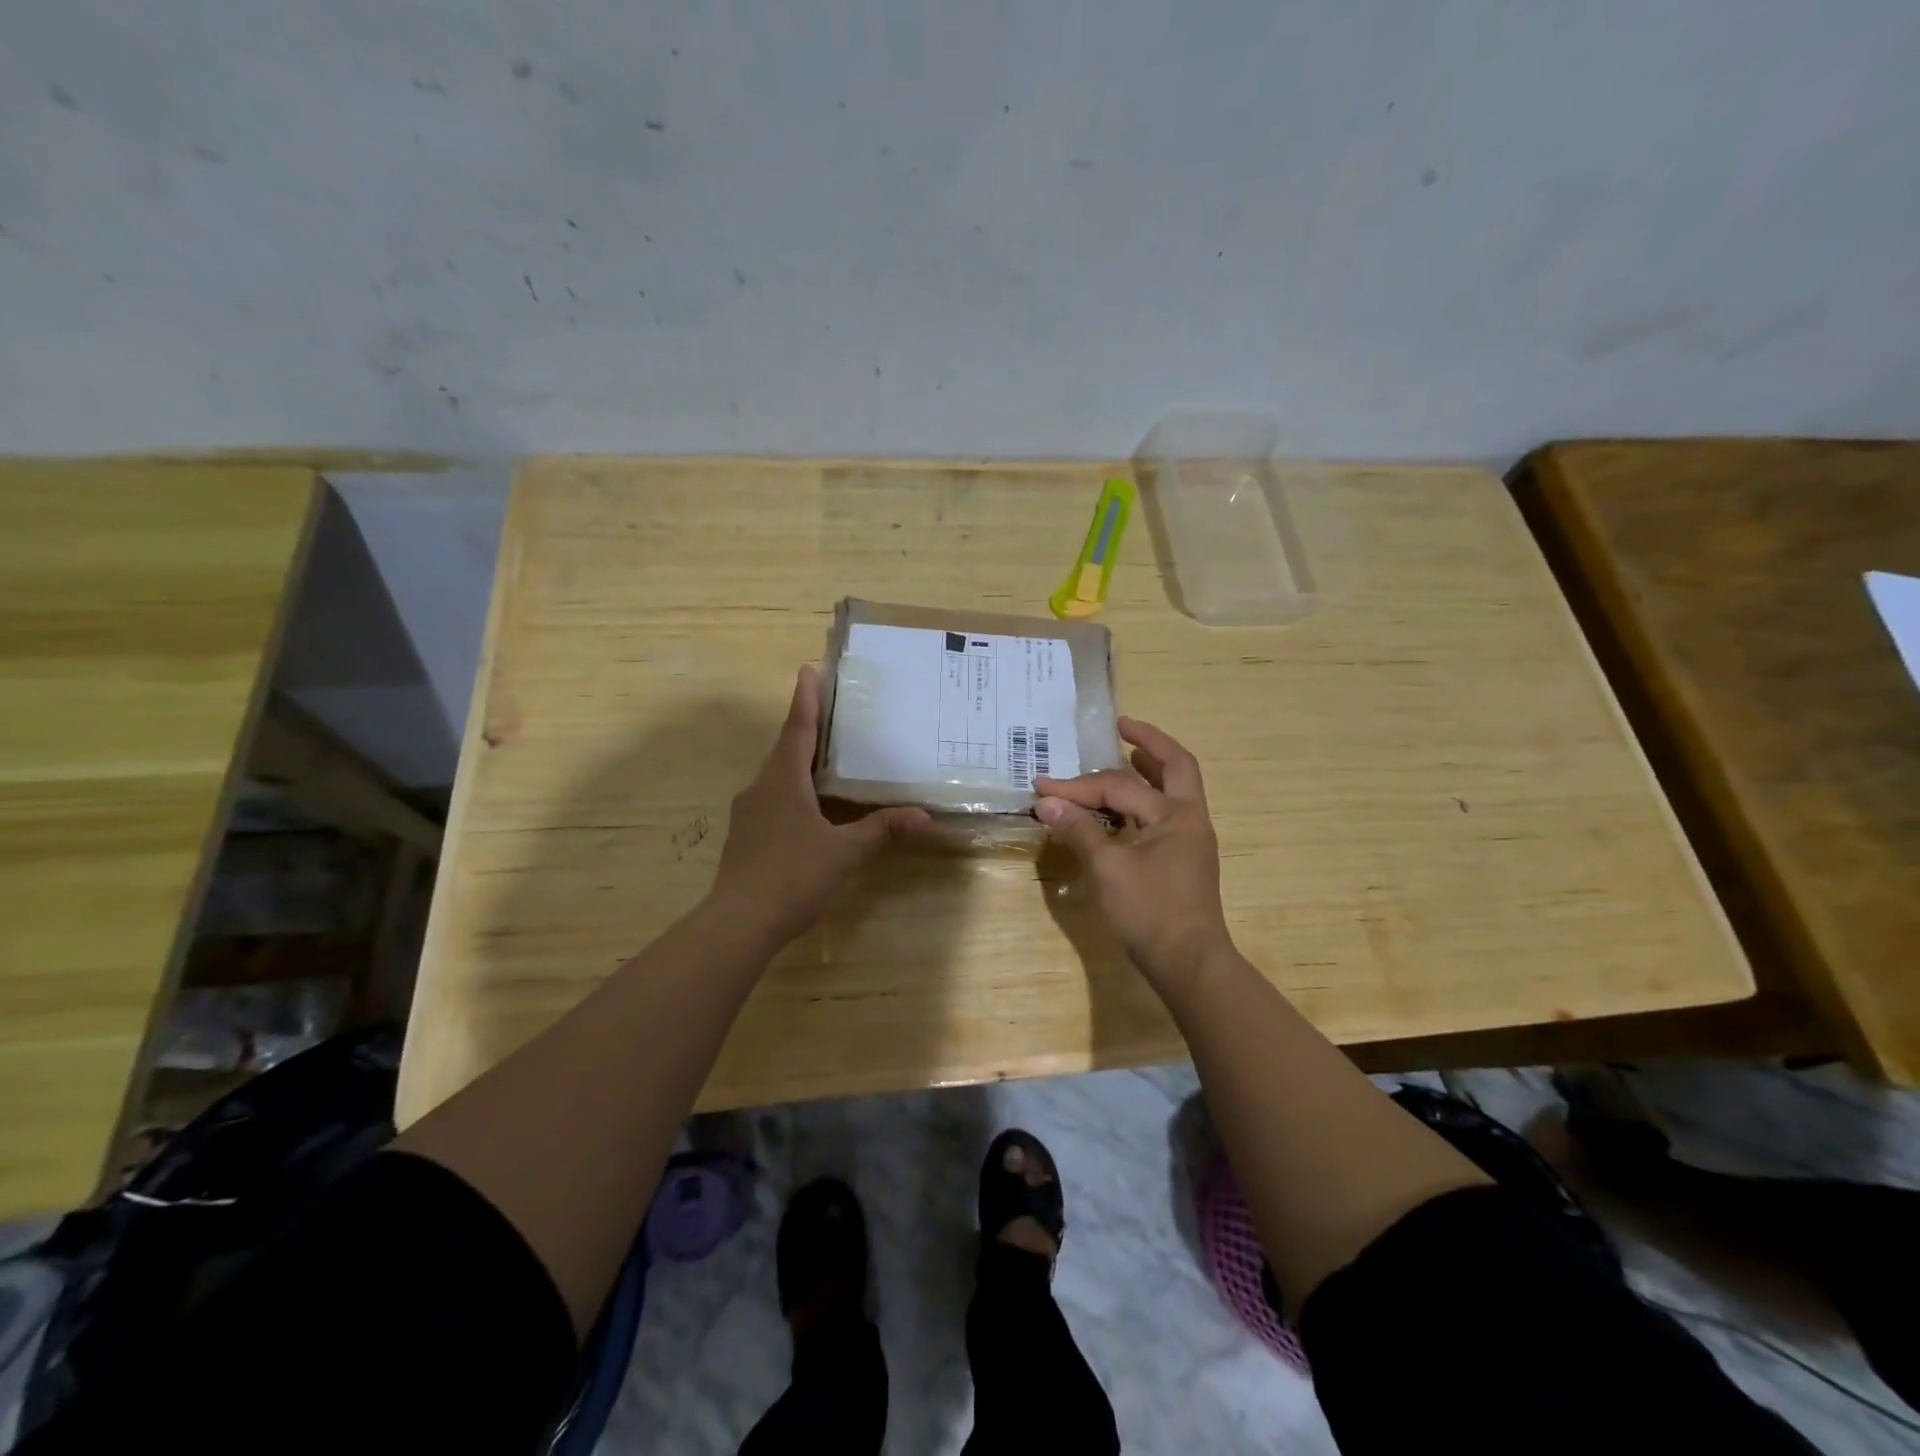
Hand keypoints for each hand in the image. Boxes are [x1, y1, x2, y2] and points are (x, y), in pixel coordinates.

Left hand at [709, 665, 928, 948]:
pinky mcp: (746, 836)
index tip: (808, 669)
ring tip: (827, 757)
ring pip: (778, 776)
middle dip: (807, 728)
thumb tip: (924, 817)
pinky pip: (773, 799)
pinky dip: (793, 790)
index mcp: (783, 781)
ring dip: (800, 762)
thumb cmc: (792, 876)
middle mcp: (761, 788)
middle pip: (786, 749)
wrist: (738, 923)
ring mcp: (749, 813)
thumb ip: (882, 830)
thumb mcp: (845, 852)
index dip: (806, 699)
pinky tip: (811, 807)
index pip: (798, 729)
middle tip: (832, 712)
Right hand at [1035, 717, 1233, 985]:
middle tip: (1122, 726)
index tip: (1043, 787)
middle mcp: (1189, 818)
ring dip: (1151, 768)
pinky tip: (1123, 807)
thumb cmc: (1150, 912)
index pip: (1120, 787)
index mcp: (1175, 815)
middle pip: (1176, 766)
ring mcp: (1190, 839)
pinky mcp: (1183, 858)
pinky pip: (1165, 813)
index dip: (1078, 786)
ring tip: (1126, 753)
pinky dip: (1145, 798)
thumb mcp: (1108, 869)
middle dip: (1149, 742)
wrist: (1189, 963)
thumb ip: (1079, 830)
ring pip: (1173, 789)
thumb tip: (1046, 802)